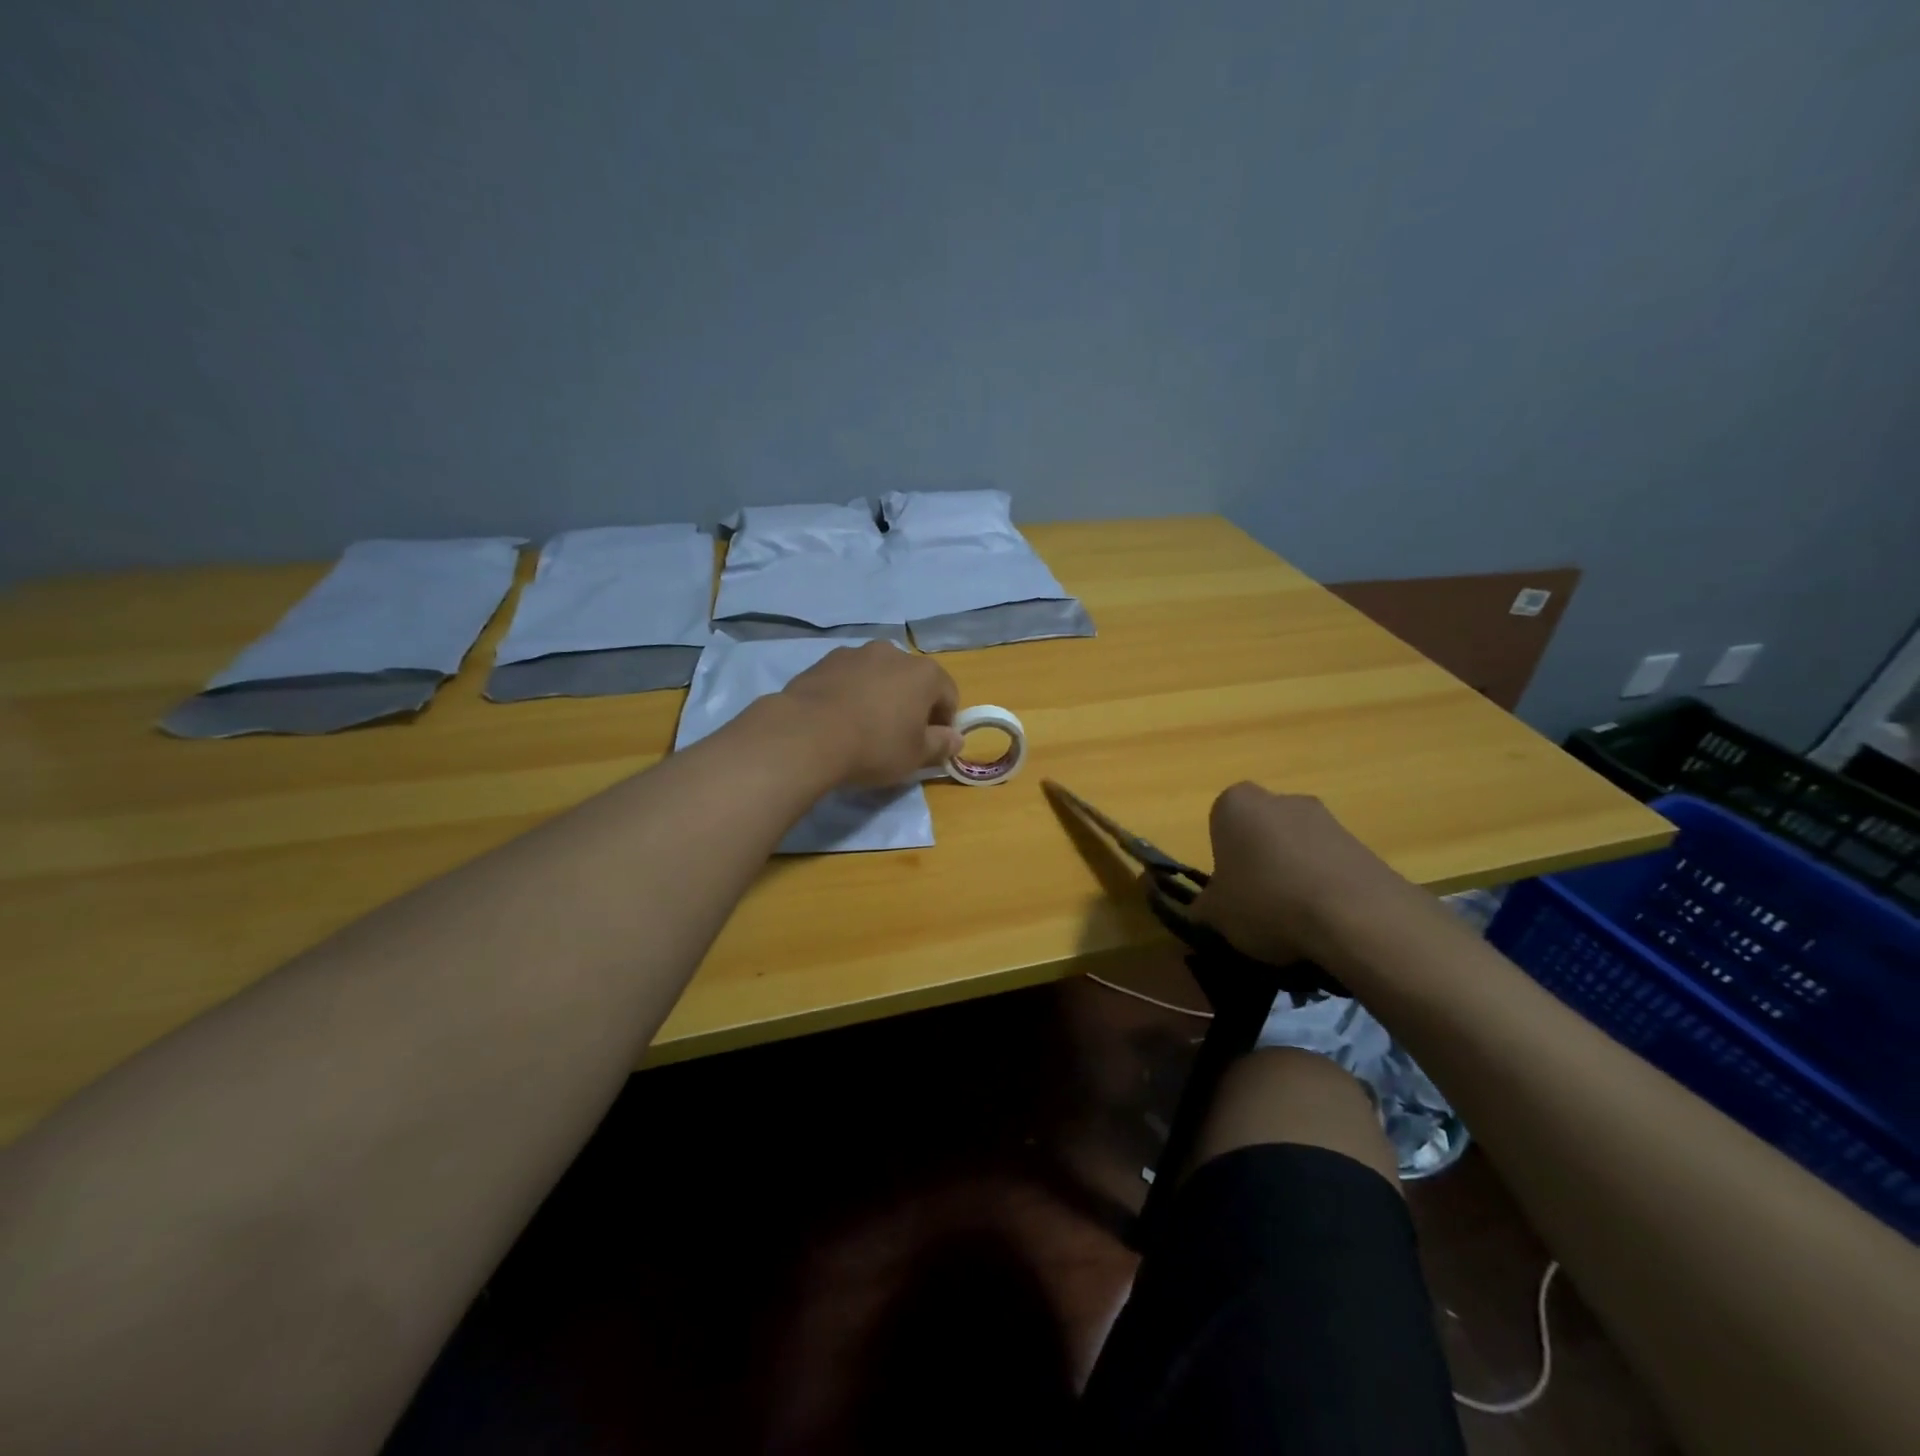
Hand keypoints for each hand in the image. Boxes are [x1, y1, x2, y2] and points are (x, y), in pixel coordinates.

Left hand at [777, 642, 963, 786]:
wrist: (807, 735)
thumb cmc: (874, 746)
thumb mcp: (915, 756)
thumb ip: (941, 745)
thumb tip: (955, 739)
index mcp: (924, 673)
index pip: (948, 695)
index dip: (945, 722)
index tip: (932, 744)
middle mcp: (893, 653)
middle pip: (912, 680)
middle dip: (911, 704)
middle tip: (899, 736)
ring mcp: (856, 653)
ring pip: (878, 676)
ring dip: (880, 695)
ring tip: (865, 727)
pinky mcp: (824, 661)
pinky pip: (848, 678)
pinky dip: (851, 693)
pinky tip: (839, 719)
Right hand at [1192, 782, 1426, 965]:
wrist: (1354, 915)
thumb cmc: (1266, 901)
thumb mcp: (1216, 914)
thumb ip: (1204, 907)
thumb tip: (1203, 910)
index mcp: (1234, 804)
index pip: (1219, 825)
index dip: (1222, 860)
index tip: (1229, 890)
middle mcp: (1280, 799)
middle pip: (1261, 832)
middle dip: (1259, 862)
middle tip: (1258, 904)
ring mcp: (1326, 817)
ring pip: (1297, 847)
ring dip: (1294, 875)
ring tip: (1295, 920)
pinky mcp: (1362, 843)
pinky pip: (1330, 865)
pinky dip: (1324, 887)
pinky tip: (1326, 921)